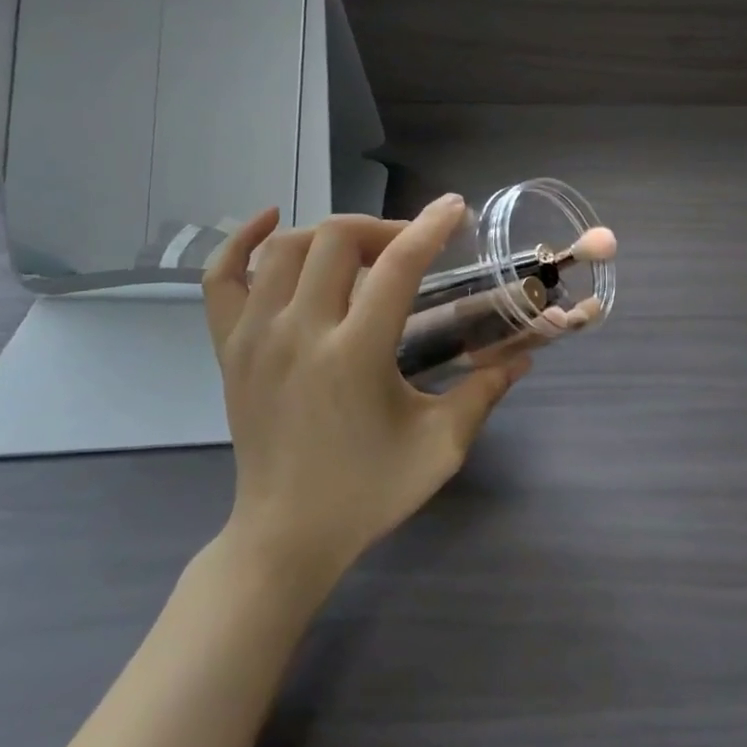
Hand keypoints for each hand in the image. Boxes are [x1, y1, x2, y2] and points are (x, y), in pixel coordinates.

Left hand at [202, 195, 530, 582]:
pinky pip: (222, 278)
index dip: (430, 228)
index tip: (453, 208)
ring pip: (286, 248)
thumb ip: (483, 394)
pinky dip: (242, 240)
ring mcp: (254, 337)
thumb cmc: (367, 493)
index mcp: (355, 354)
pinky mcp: (228, 349)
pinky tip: (271, 222)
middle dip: (382, 228)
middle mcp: (299, 332)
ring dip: (330, 235)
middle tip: (409, 247)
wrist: (285, 538)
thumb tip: (524, 357)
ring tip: (360, 252)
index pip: (397, 265)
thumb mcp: (440, 448)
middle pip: (336, 239)